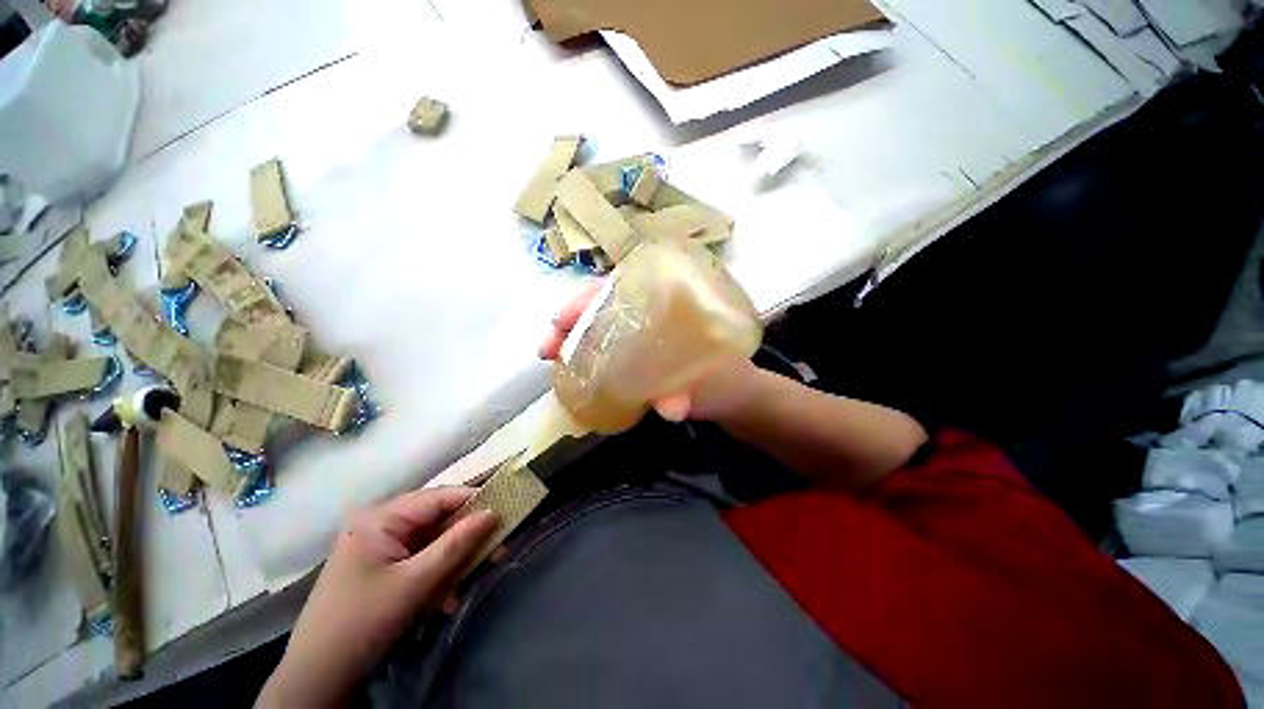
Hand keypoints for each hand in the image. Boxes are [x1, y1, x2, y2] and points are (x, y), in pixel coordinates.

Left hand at [259, 488, 496, 707]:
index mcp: (381, 519)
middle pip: (437, 520)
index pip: (438, 497)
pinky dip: (436, 576)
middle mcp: (380, 525)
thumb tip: (492, 512)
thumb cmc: (363, 621)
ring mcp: (379, 548)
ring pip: (431, 542)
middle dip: (466, 537)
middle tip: (498, 548)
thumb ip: (456, 544)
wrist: (318, 676)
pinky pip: (419, 561)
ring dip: (453, 562)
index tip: (505, 509)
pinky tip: (445, 600)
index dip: (473, 501)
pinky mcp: (381, 568)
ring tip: (474, 578)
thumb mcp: (415, 583)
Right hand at [539, 282, 761, 422]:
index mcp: (677, 303)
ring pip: (605, 323)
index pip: (625, 286)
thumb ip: (693, 396)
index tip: (561, 320)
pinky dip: (590, 353)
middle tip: (546, 347)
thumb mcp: (713, 388)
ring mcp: (650, 332)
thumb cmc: (732, 383)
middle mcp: (658, 311)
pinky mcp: (646, 353)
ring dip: (575, 337)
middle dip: (572, 320)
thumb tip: (667, 409)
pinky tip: (575, 369)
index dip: (589, 298)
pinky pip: (611, 345)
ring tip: (552, 357)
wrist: (742, 400)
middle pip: (606, 303)